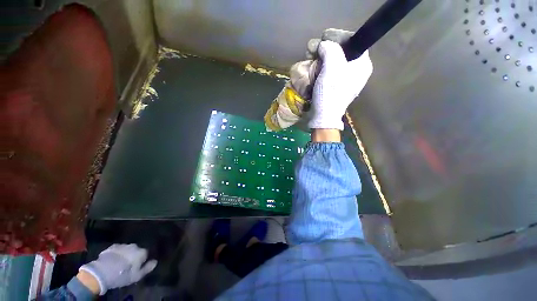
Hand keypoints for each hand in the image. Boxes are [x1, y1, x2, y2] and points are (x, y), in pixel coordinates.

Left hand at [79, 244, 156, 294]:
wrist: (102, 272)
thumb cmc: (122, 275)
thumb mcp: (136, 276)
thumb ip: (147, 268)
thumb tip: (155, 261)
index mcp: (141, 252)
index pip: (146, 254)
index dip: (143, 260)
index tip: (139, 266)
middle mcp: (134, 246)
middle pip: (137, 250)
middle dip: (134, 256)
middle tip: (129, 265)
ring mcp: (123, 245)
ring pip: (127, 249)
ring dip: (126, 254)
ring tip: (120, 262)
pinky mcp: (112, 246)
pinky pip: (118, 249)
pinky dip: (117, 253)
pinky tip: (114, 260)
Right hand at [308, 41, 372, 129]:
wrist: (324, 116)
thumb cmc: (330, 93)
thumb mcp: (332, 67)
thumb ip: (331, 49)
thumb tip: (325, 44)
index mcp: (362, 65)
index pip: (354, 42)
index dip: (339, 38)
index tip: (325, 40)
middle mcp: (357, 72)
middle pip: (343, 53)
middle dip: (327, 51)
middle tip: (315, 53)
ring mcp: (347, 81)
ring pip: (335, 63)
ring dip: (322, 61)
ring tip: (312, 63)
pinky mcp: (338, 88)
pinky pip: (331, 73)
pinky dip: (322, 71)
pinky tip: (315, 72)